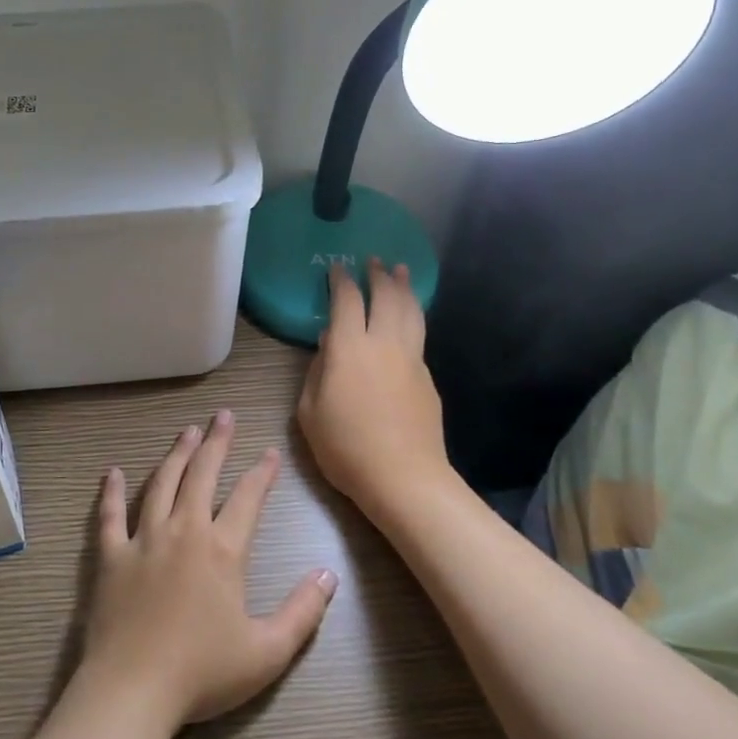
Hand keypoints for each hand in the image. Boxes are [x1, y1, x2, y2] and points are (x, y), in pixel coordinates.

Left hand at [81, 411, 337, 726]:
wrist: (133, 690)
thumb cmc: (203, 673)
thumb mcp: (268, 651)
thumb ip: (303, 611)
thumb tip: (329, 574)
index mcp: (223, 550)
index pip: (248, 498)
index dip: (262, 473)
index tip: (270, 453)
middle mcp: (184, 531)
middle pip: (202, 475)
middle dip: (216, 442)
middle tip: (222, 416)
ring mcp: (143, 539)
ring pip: (161, 484)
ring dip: (176, 455)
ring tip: (186, 431)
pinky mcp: (111, 555)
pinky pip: (110, 515)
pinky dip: (112, 492)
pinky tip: (113, 473)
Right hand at [297, 259, 451, 520]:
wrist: (404, 477)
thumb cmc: (346, 447)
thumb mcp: (310, 412)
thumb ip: (317, 371)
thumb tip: (329, 344)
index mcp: (349, 349)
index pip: (346, 301)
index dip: (340, 280)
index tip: (337, 268)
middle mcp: (383, 343)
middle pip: (385, 296)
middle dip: (378, 275)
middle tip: (373, 261)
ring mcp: (411, 359)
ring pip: (410, 311)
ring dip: (403, 288)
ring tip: (400, 271)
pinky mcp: (427, 377)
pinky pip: (418, 335)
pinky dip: (412, 317)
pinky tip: (407, 320)